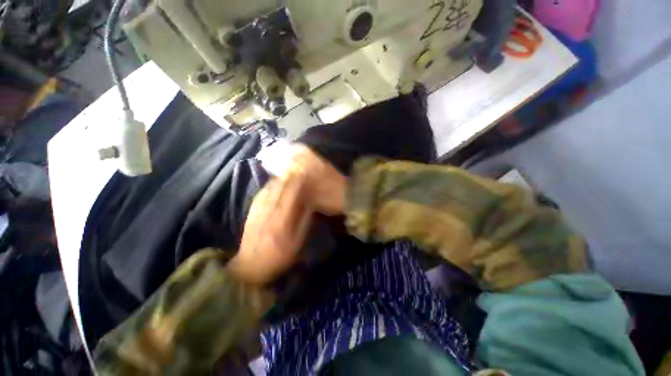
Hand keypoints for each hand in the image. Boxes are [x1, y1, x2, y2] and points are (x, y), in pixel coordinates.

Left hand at [229, 145, 347, 284]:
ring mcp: (257, 211)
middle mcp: (268, 212)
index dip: (298, 183)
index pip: (290, 196)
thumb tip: (308, 204)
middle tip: (298, 169)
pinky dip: (270, 186)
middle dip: (289, 177)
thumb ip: (302, 223)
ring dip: (280, 180)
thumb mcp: (295, 243)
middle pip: (279, 189)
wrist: (249, 267)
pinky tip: (275, 183)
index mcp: (281, 221)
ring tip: (288, 172)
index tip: (305, 174)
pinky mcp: (252, 212)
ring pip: (270, 189)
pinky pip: (261, 194)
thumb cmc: (278, 257)